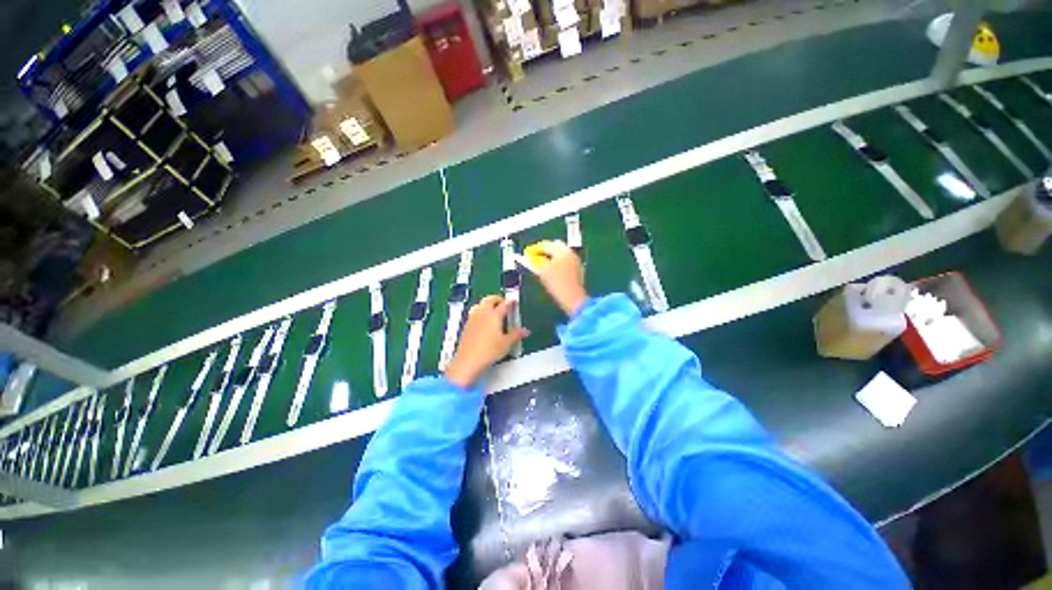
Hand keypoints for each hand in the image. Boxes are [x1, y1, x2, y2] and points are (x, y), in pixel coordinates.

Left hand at [445, 295, 529, 388]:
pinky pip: (474, 313)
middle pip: (490, 299)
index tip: (514, 302)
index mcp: (494, 315)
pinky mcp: (467, 325)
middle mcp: (483, 313)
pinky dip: (480, 312)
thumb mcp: (506, 343)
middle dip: (497, 299)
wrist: (468, 361)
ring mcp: (473, 318)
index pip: (504, 304)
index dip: (511, 302)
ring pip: (480, 304)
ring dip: (487, 304)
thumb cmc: (489, 351)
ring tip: (492, 310)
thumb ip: (516, 335)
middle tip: (503, 303)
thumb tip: (525, 331)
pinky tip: (483, 321)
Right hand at [527, 240, 586, 315]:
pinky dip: (557, 262)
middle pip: (555, 246)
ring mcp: (575, 261)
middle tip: (534, 256)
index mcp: (562, 251)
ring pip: (561, 254)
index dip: (535, 248)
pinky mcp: (577, 270)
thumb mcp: (543, 271)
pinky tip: (551, 270)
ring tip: (541, 263)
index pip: (547, 244)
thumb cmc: (557, 284)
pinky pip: (565, 261)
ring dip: (551, 256)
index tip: (527, 252)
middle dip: (545, 250)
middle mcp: (570, 253)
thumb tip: (530, 257)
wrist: (573, 298)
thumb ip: (535, 262)